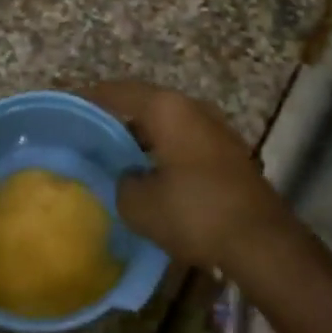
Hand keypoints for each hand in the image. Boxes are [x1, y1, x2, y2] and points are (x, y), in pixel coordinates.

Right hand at [86, 80, 294, 273]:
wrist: (262, 241)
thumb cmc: (195, 212)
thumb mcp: (140, 205)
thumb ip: (122, 184)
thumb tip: (126, 178)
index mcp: (167, 108)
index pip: (119, 91)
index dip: (91, 98)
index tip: (70, 108)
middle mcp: (192, 107)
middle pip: (145, 104)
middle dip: (117, 119)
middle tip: (90, 136)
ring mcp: (214, 128)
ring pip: (167, 123)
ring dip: (143, 137)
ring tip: (117, 158)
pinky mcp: (228, 151)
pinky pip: (184, 140)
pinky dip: (164, 151)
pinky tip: (152, 175)